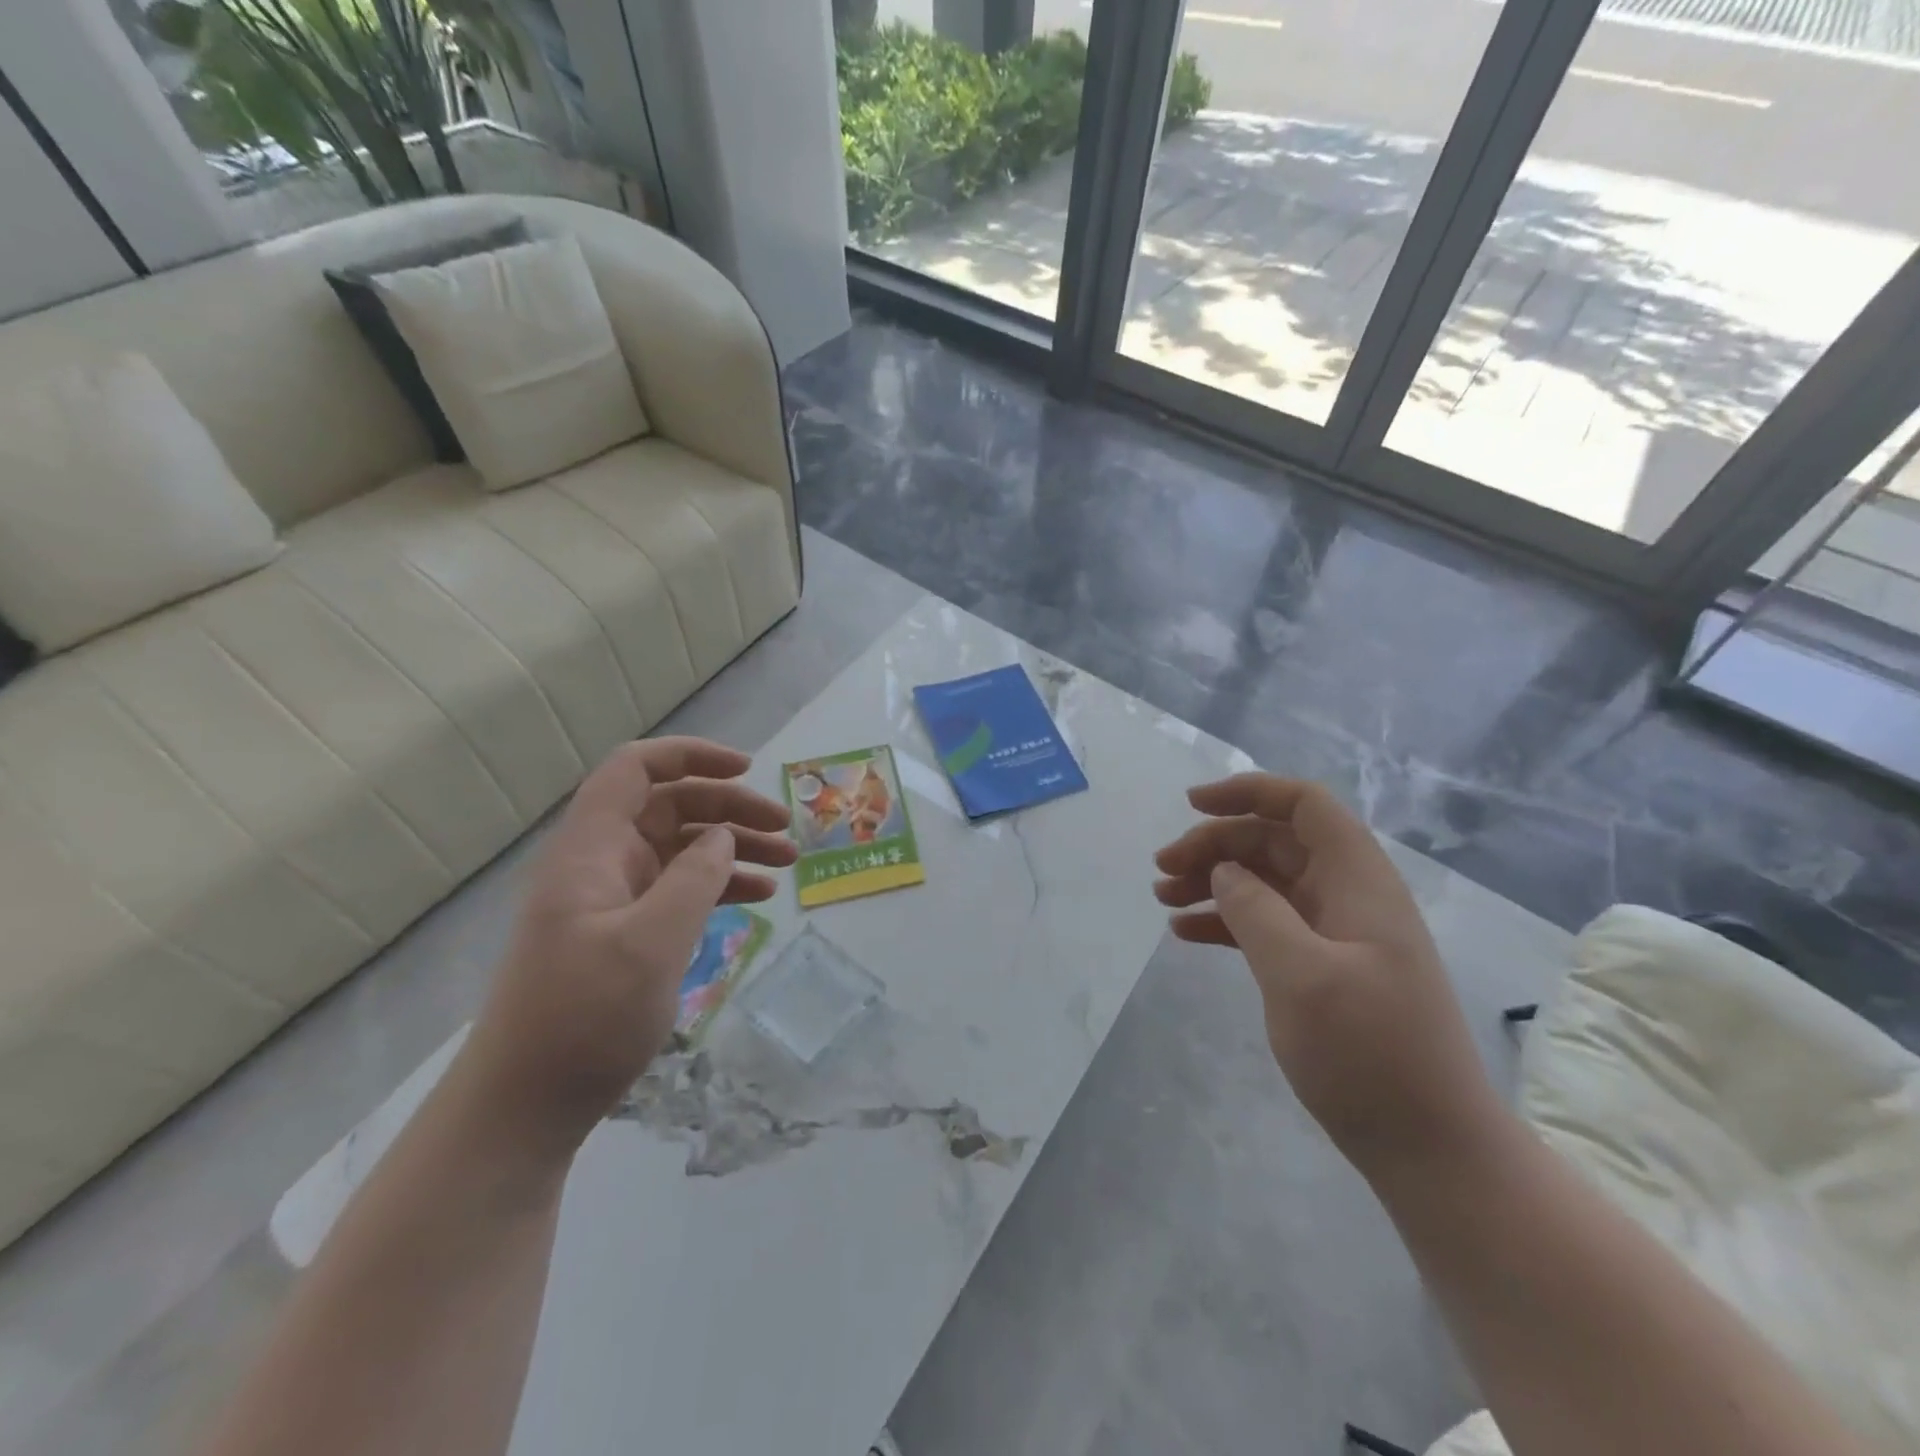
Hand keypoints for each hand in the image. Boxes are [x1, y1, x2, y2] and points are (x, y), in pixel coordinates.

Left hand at [458, 738, 796, 1164]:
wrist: (525, 1106)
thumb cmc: (582, 1017)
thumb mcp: (650, 943)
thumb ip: (694, 879)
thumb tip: (722, 836)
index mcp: (591, 849)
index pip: (636, 769)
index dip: (691, 756)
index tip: (747, 769)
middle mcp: (602, 862)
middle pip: (670, 806)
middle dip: (730, 808)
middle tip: (785, 829)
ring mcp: (614, 898)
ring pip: (681, 848)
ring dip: (734, 846)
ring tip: (786, 862)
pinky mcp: (626, 932)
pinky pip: (680, 889)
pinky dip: (719, 885)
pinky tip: (758, 897)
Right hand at [1154, 774, 1501, 1175]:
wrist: (1430, 1148)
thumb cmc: (1371, 1054)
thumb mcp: (1302, 976)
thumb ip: (1256, 910)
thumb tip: (1225, 870)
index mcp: (1358, 882)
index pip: (1305, 805)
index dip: (1249, 792)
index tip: (1192, 805)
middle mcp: (1347, 897)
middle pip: (1274, 842)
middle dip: (1215, 844)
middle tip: (1162, 869)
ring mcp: (1335, 935)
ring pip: (1264, 882)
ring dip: (1213, 881)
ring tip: (1163, 898)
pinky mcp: (1321, 968)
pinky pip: (1265, 924)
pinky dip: (1225, 921)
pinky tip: (1185, 933)